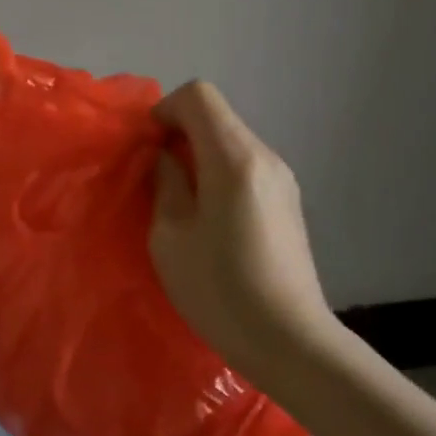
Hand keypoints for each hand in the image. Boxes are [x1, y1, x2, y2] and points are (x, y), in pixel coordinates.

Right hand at [150, 81, 339, 379]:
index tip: (146, 149)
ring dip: (198, 157)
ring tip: (179, 204)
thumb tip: (165, 157)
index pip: (198, 95)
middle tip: (153, 179)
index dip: (164, 111)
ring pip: (231, 142)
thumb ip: (165, 184)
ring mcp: (282, 179)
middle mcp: (265, 157)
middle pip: (216, 116)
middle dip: (178, 135)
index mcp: (234, 158)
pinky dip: (218, 176)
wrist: (289, 341)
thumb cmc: (219, 290)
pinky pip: (245, 168)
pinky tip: (209, 221)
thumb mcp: (170, 237)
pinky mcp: (288, 202)